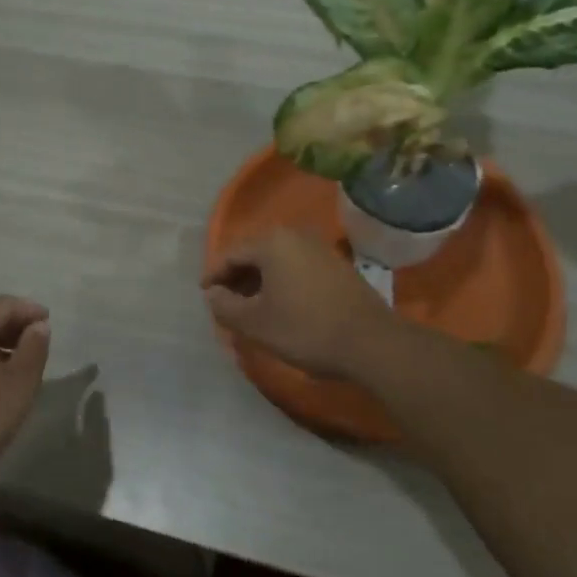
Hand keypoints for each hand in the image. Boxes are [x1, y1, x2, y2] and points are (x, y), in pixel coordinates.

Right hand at [201, 228, 395, 380]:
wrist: (371, 342)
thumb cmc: (306, 329)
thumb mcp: (256, 323)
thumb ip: (225, 306)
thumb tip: (213, 294)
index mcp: (271, 242)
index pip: (231, 253)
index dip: (214, 275)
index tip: (205, 296)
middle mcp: (295, 235)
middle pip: (254, 253)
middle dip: (237, 278)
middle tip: (225, 303)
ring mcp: (319, 247)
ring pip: (277, 260)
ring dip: (259, 281)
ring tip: (250, 307)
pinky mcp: (336, 264)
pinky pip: (296, 266)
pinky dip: (282, 282)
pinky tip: (281, 305)